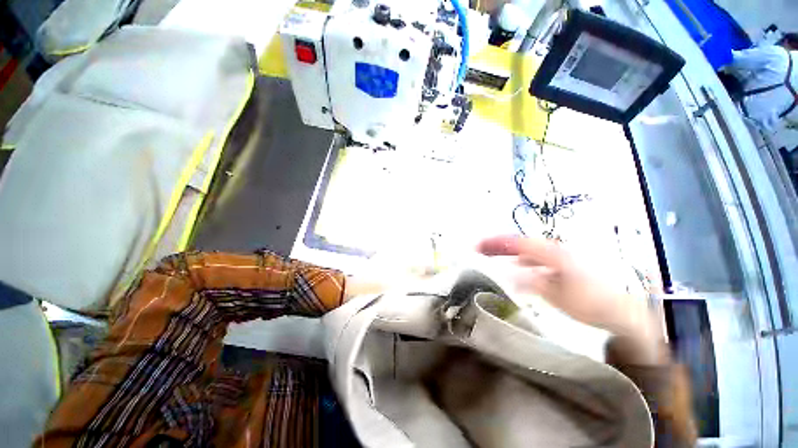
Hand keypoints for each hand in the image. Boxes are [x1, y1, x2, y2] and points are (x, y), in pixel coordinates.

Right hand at [477, 236, 660, 344]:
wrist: (625, 311)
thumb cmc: (592, 303)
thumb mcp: (559, 295)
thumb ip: (531, 282)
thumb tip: (505, 274)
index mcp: (553, 253)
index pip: (517, 243)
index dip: (496, 243)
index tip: (477, 246)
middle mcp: (554, 250)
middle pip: (519, 243)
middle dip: (498, 245)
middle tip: (478, 249)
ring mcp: (558, 257)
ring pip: (527, 251)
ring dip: (508, 252)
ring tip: (492, 257)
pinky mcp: (561, 265)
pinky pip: (535, 259)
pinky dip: (521, 261)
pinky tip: (516, 269)